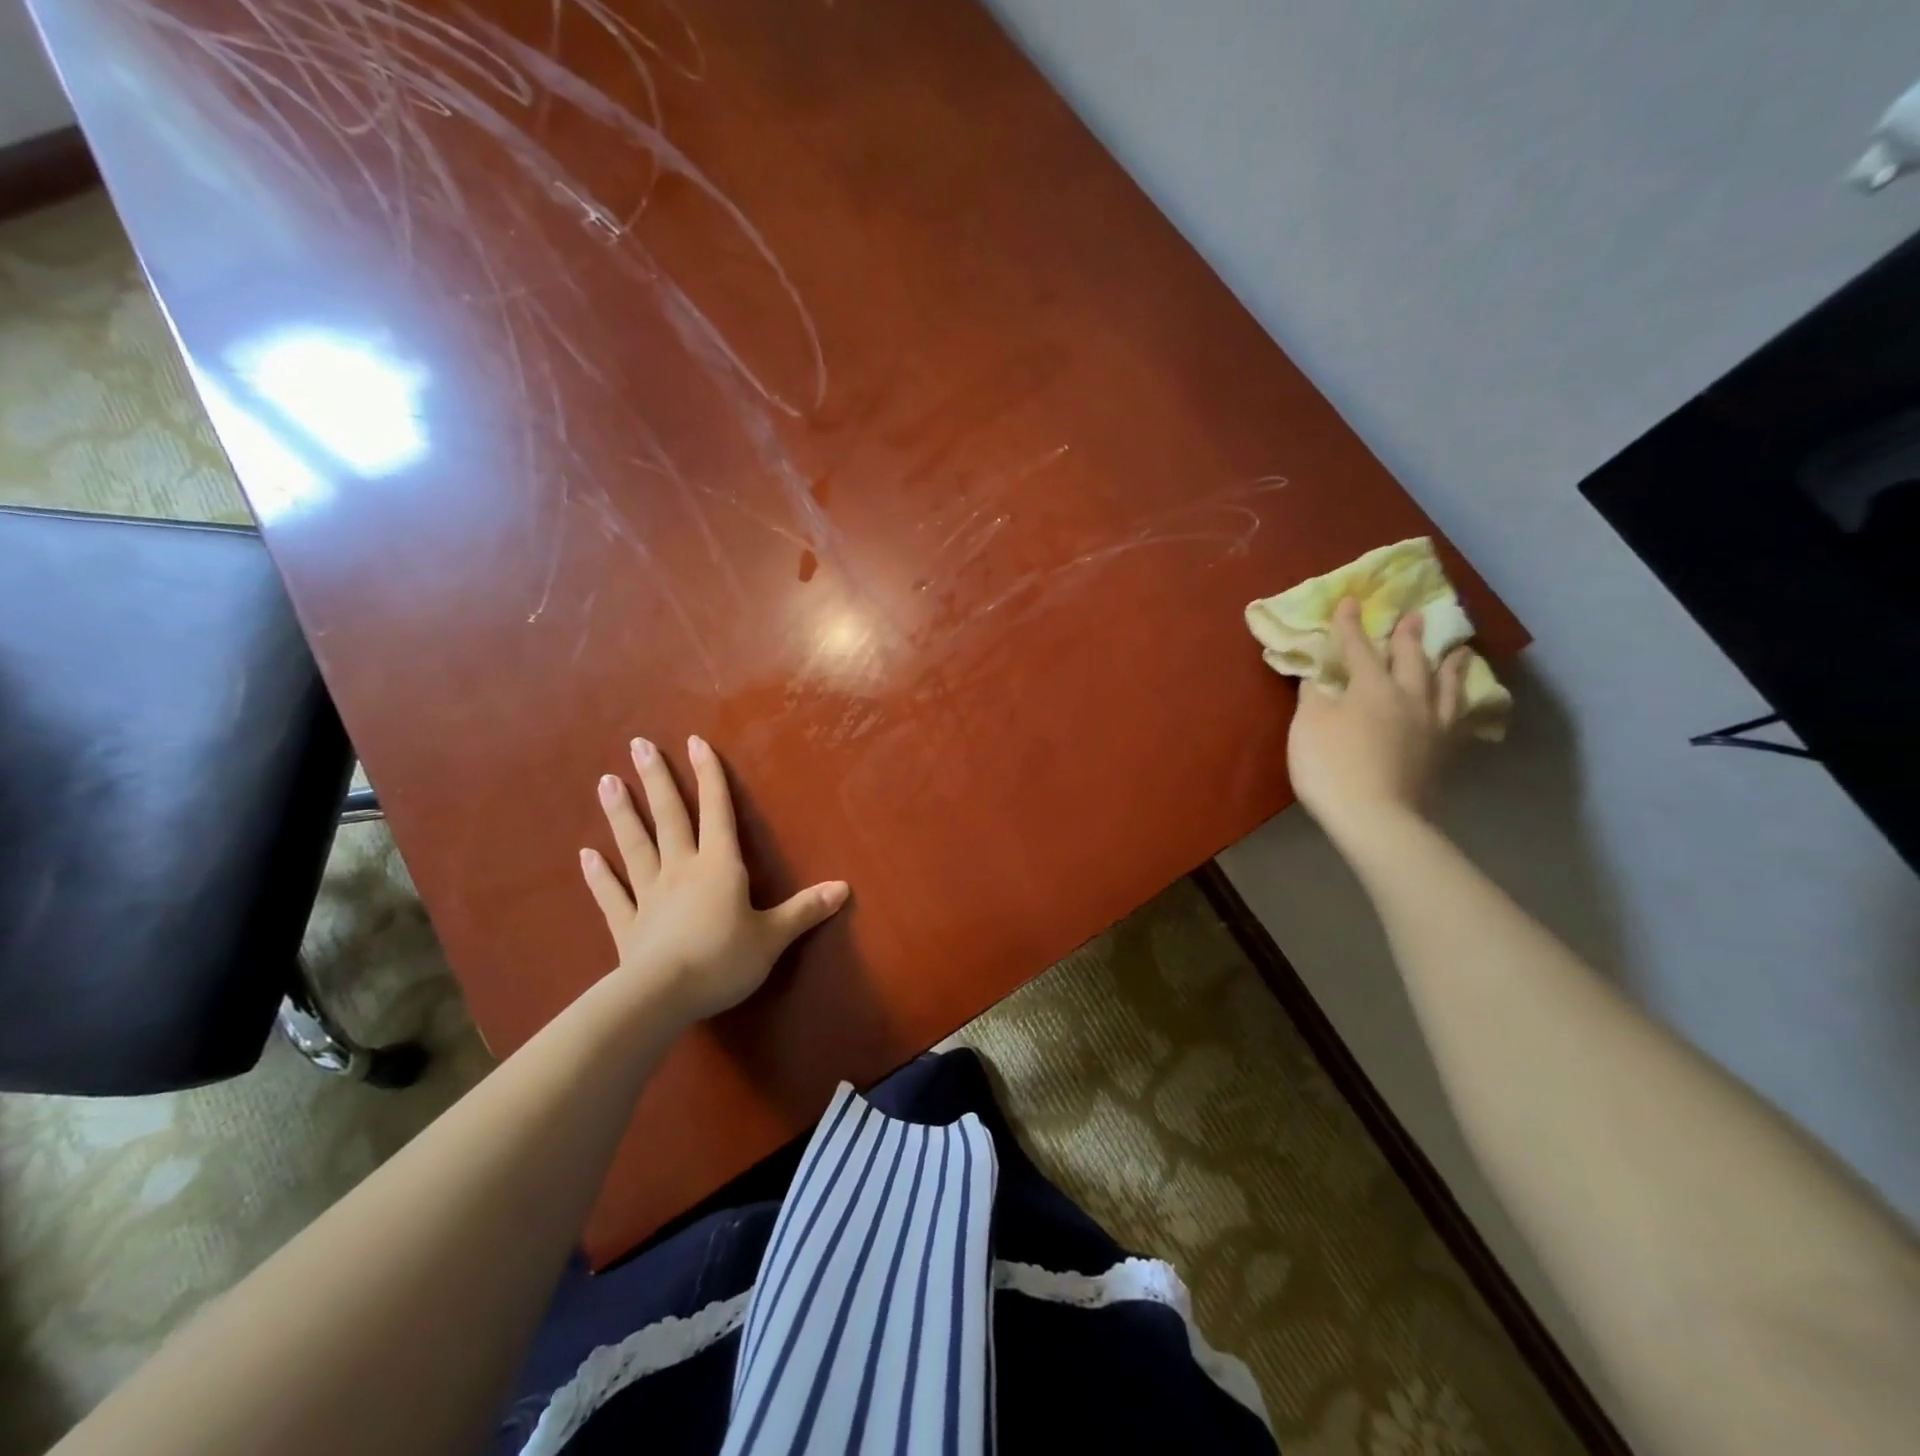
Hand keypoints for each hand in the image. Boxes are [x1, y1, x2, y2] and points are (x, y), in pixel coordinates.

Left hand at [579, 735, 848, 1024]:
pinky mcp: (627, 924)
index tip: (695, 742)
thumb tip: (844, 887)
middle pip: (670, 818)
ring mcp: (649, 895)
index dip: (710, 777)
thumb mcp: (773, 937)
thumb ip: (805, 910)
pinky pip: (612, 894)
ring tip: (605, 781)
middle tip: (637, 745)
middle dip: (656, 780)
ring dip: (622, 814)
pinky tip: (586, 855)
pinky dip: (598, 875)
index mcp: (720, 867)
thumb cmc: (723, 960)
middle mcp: (682, 870)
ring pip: (636, 846)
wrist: (662, 997)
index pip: (717, 812)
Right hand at [1287, 598, 1471, 844]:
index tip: (1350, 601)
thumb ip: (1314, 696)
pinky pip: (1458, 720)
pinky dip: (1460, 705)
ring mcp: (1432, 726)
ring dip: (1450, 665)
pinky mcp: (1444, 754)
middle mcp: (1409, 697)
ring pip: (1446, 686)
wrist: (1377, 819)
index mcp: (1372, 687)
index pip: (1359, 648)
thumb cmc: (1332, 767)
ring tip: (1459, 650)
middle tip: (1416, 615)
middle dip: (1409, 636)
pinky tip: (1460, 706)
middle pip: (1412, 659)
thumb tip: (1320, 677)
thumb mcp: (1308, 725)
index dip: (1351, 625)